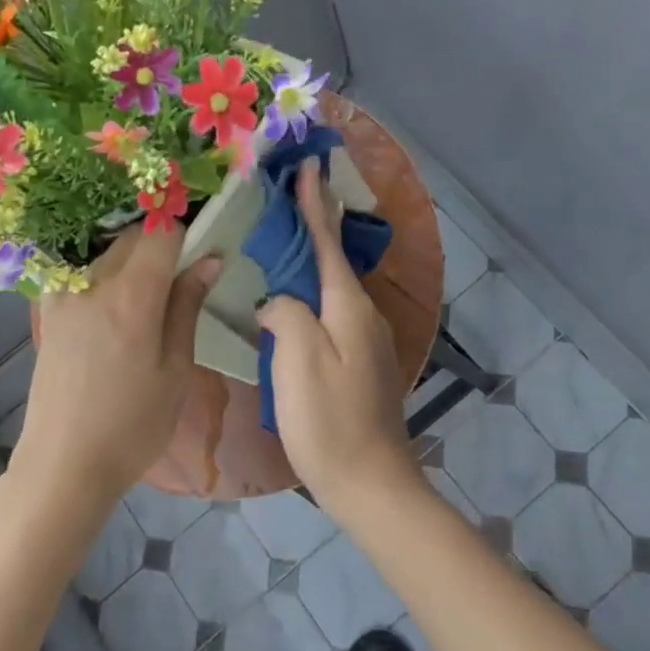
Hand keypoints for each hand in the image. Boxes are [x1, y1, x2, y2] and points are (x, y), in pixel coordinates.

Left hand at [15, 226, 220, 513]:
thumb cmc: (133, 425)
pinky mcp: (49, 310)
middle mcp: (93, 283)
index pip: (162, 232)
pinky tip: (115, 312)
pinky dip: (106, 276)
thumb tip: (210, 259)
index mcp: (131, 297)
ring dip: (134, 261)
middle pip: (134, 237)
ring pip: (109, 252)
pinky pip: (84, 272)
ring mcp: (64, 294)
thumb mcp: (176, 369)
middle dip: (162, 246)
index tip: (200, 256)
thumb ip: (188, 306)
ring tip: (148, 305)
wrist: (63, 465)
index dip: (187, 236)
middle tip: (180, 285)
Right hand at [256, 160, 419, 518]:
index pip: (326, 242)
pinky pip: (332, 311)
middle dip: (315, 223)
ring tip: (284, 240)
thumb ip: (287, 314)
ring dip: (312, 258)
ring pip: (333, 286)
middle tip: (292, 193)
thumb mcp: (298, 360)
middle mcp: (363, 314)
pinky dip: (313, 292)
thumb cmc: (329, 421)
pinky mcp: (360, 361)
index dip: (314, 204)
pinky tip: (295, 299)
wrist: (370, 483)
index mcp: (347, 307)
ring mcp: (366, 339)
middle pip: (334, 259)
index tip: (308, 167)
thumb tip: (279, 301)